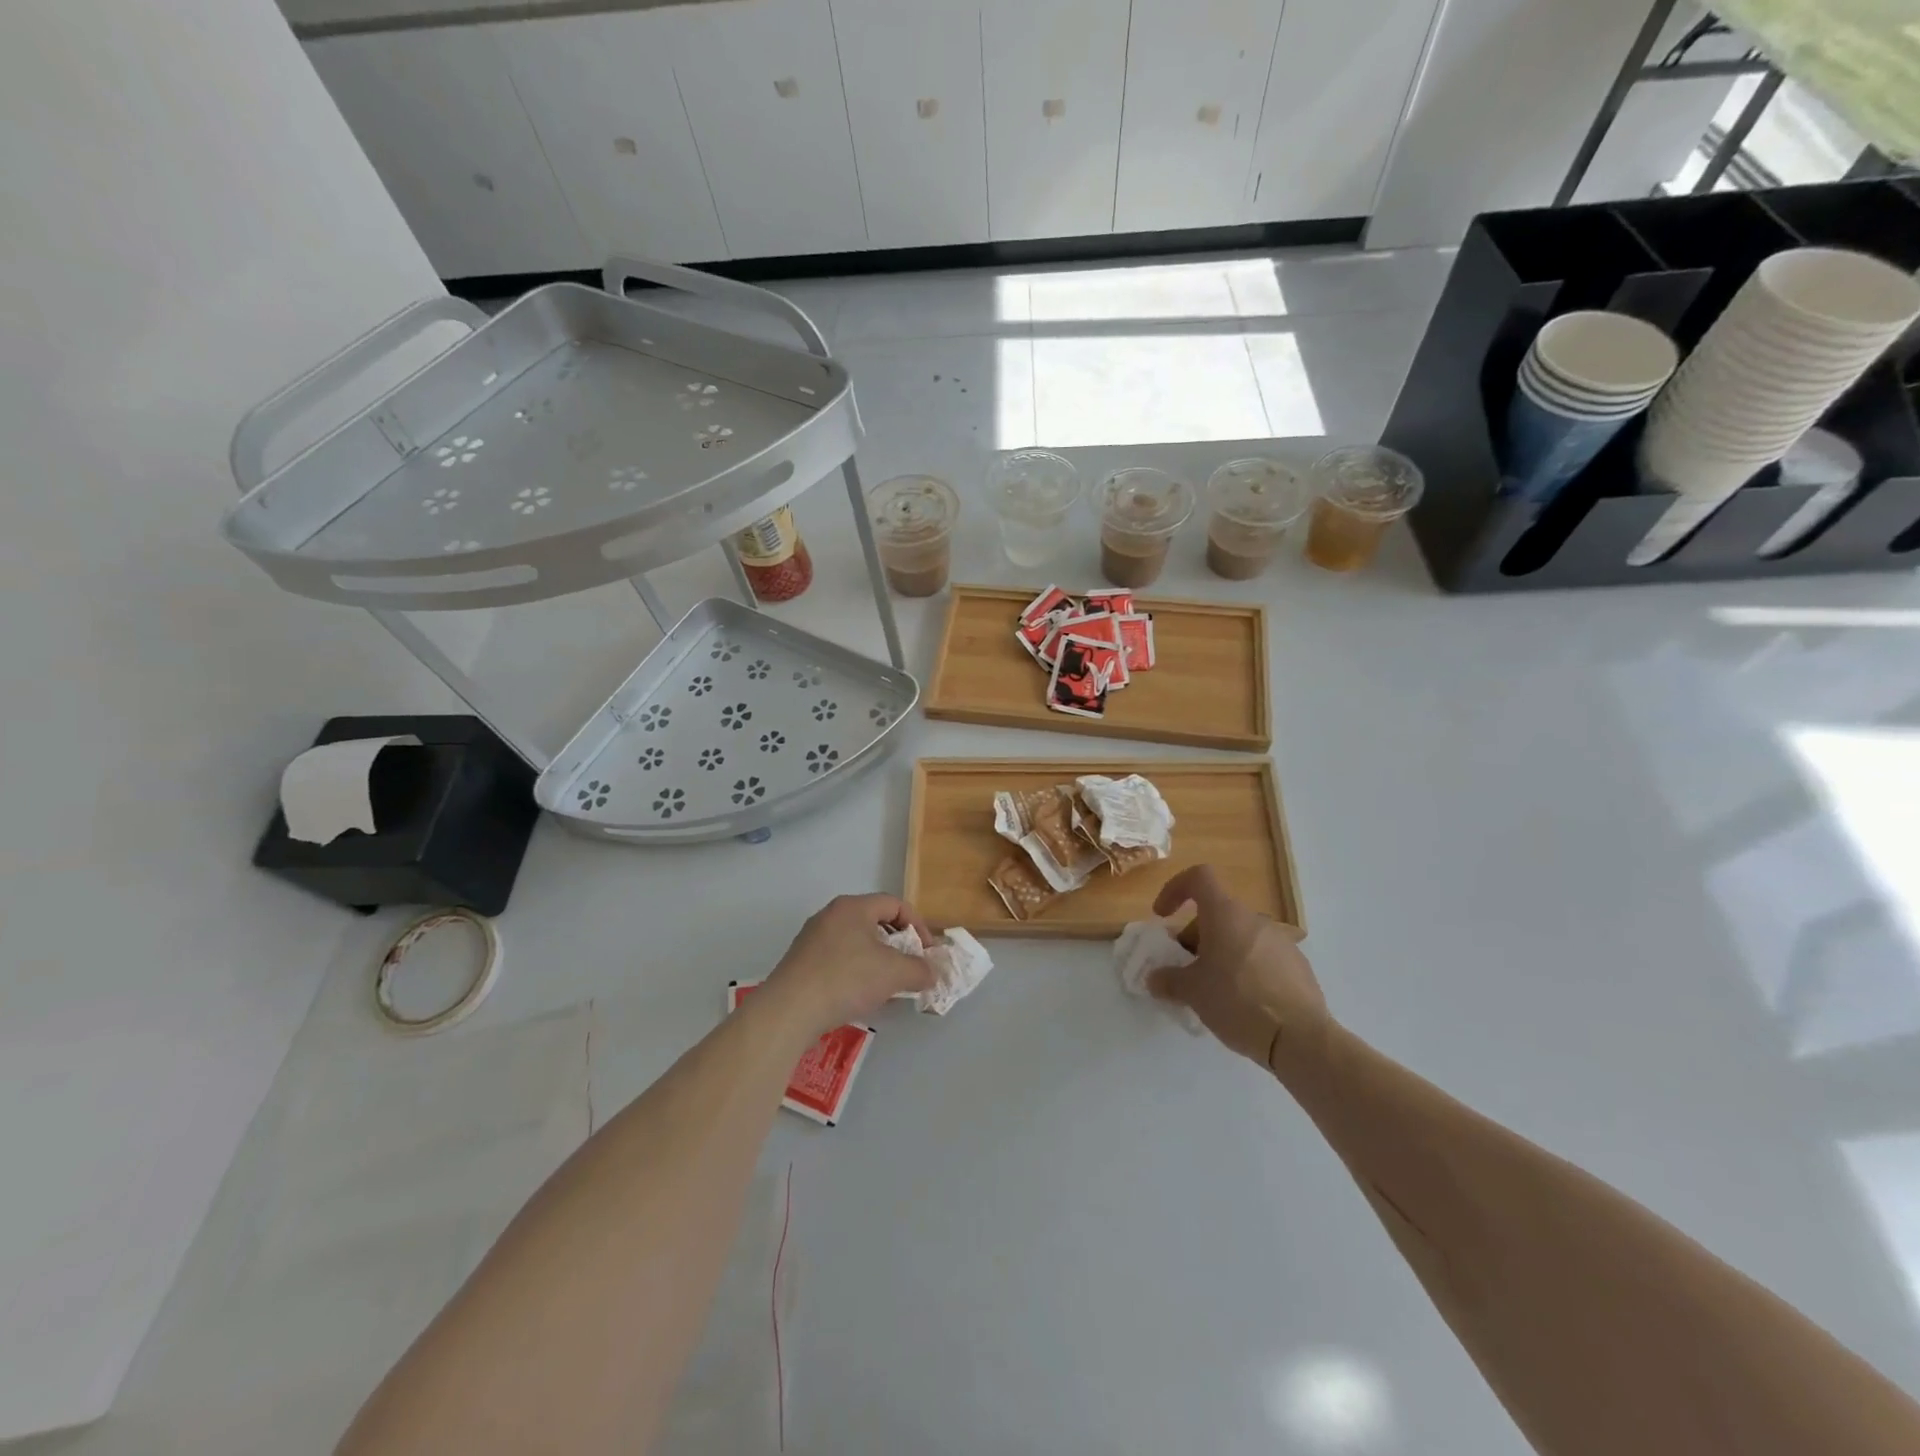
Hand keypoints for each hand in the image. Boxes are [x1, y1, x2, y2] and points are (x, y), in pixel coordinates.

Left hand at [761, 893, 935, 1040]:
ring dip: (878, 960)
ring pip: (856, 942)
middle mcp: (831, 915)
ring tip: (888, 986)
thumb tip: (931, 972)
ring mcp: (812, 938)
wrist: (789, 1010)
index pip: (895, 904)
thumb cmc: (846, 979)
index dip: (918, 926)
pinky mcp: (801, 962)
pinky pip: (839, 959)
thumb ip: (919, 969)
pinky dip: (856, 971)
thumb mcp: (893, 973)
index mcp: (853, 906)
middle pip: (874, 922)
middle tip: (910, 967)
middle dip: (898, 945)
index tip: (928, 953)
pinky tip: (860, 996)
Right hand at [1147, 865, 1330, 1074]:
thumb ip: (1168, 980)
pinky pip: (1261, 955)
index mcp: (1225, 915)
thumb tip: (1154, 978)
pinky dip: (1244, 967)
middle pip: (1216, 913)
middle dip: (1195, 935)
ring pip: (1239, 935)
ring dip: (1220, 952)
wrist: (1300, 1038)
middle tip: (1186, 968)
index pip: (1199, 877)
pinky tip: (1243, 1001)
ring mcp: (1280, 940)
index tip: (1163, 916)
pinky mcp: (1297, 964)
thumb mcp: (1193, 992)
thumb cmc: (1238, 1002)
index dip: (1175, 888)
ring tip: (1214, 989)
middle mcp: (1254, 919)